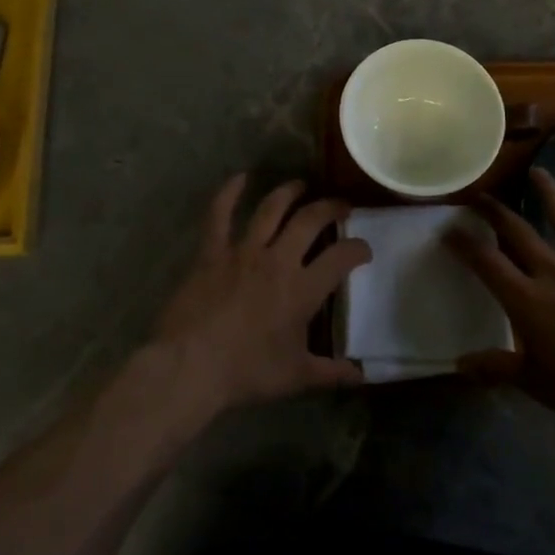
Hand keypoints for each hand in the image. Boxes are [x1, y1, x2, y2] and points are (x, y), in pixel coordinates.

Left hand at [153, 176, 369, 413]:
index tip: (364, 250)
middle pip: (310, 220)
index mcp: (303, 288)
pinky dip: (228, 193)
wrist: (190, 366)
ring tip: (301, 185)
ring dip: (288, 193)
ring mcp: (243, 251)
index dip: (358, 249)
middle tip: (340, 205)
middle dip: (330, 207)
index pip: (342, 257)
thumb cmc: (247, 372)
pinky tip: (239, 177)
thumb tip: (362, 375)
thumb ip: (332, 372)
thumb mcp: (296, 376)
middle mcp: (278, 260)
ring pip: (271, 209)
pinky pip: (219, 214)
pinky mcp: (212, 252)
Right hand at [449, 168, 554, 444]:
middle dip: (496, 212)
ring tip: (538, 172)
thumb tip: (459, 365)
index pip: (487, 262)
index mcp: (527, 300)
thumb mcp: (530, 381)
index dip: (464, 244)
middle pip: (519, 232)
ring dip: (550, 194)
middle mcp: (554, 274)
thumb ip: (494, 367)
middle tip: (481, 196)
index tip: (449, 230)